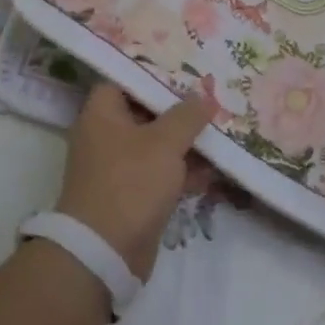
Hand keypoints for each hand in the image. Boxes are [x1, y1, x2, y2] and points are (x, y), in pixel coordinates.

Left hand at [56, 84, 215, 280]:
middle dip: (180, 110)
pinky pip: (161, 173)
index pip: (126, 79)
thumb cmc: (130, 183)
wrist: (104, 253)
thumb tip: (204, 96)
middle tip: (212, 99)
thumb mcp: (164, 142)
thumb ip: (187, 115)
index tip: (186, 71)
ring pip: (158, 145)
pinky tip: (215, 169)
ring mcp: (119, 168)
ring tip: (222, 131)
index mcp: (102, 114)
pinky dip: (184, 171)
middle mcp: (106, 136)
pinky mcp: (133, 195)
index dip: (155, 73)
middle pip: (146, 112)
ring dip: (187, 142)